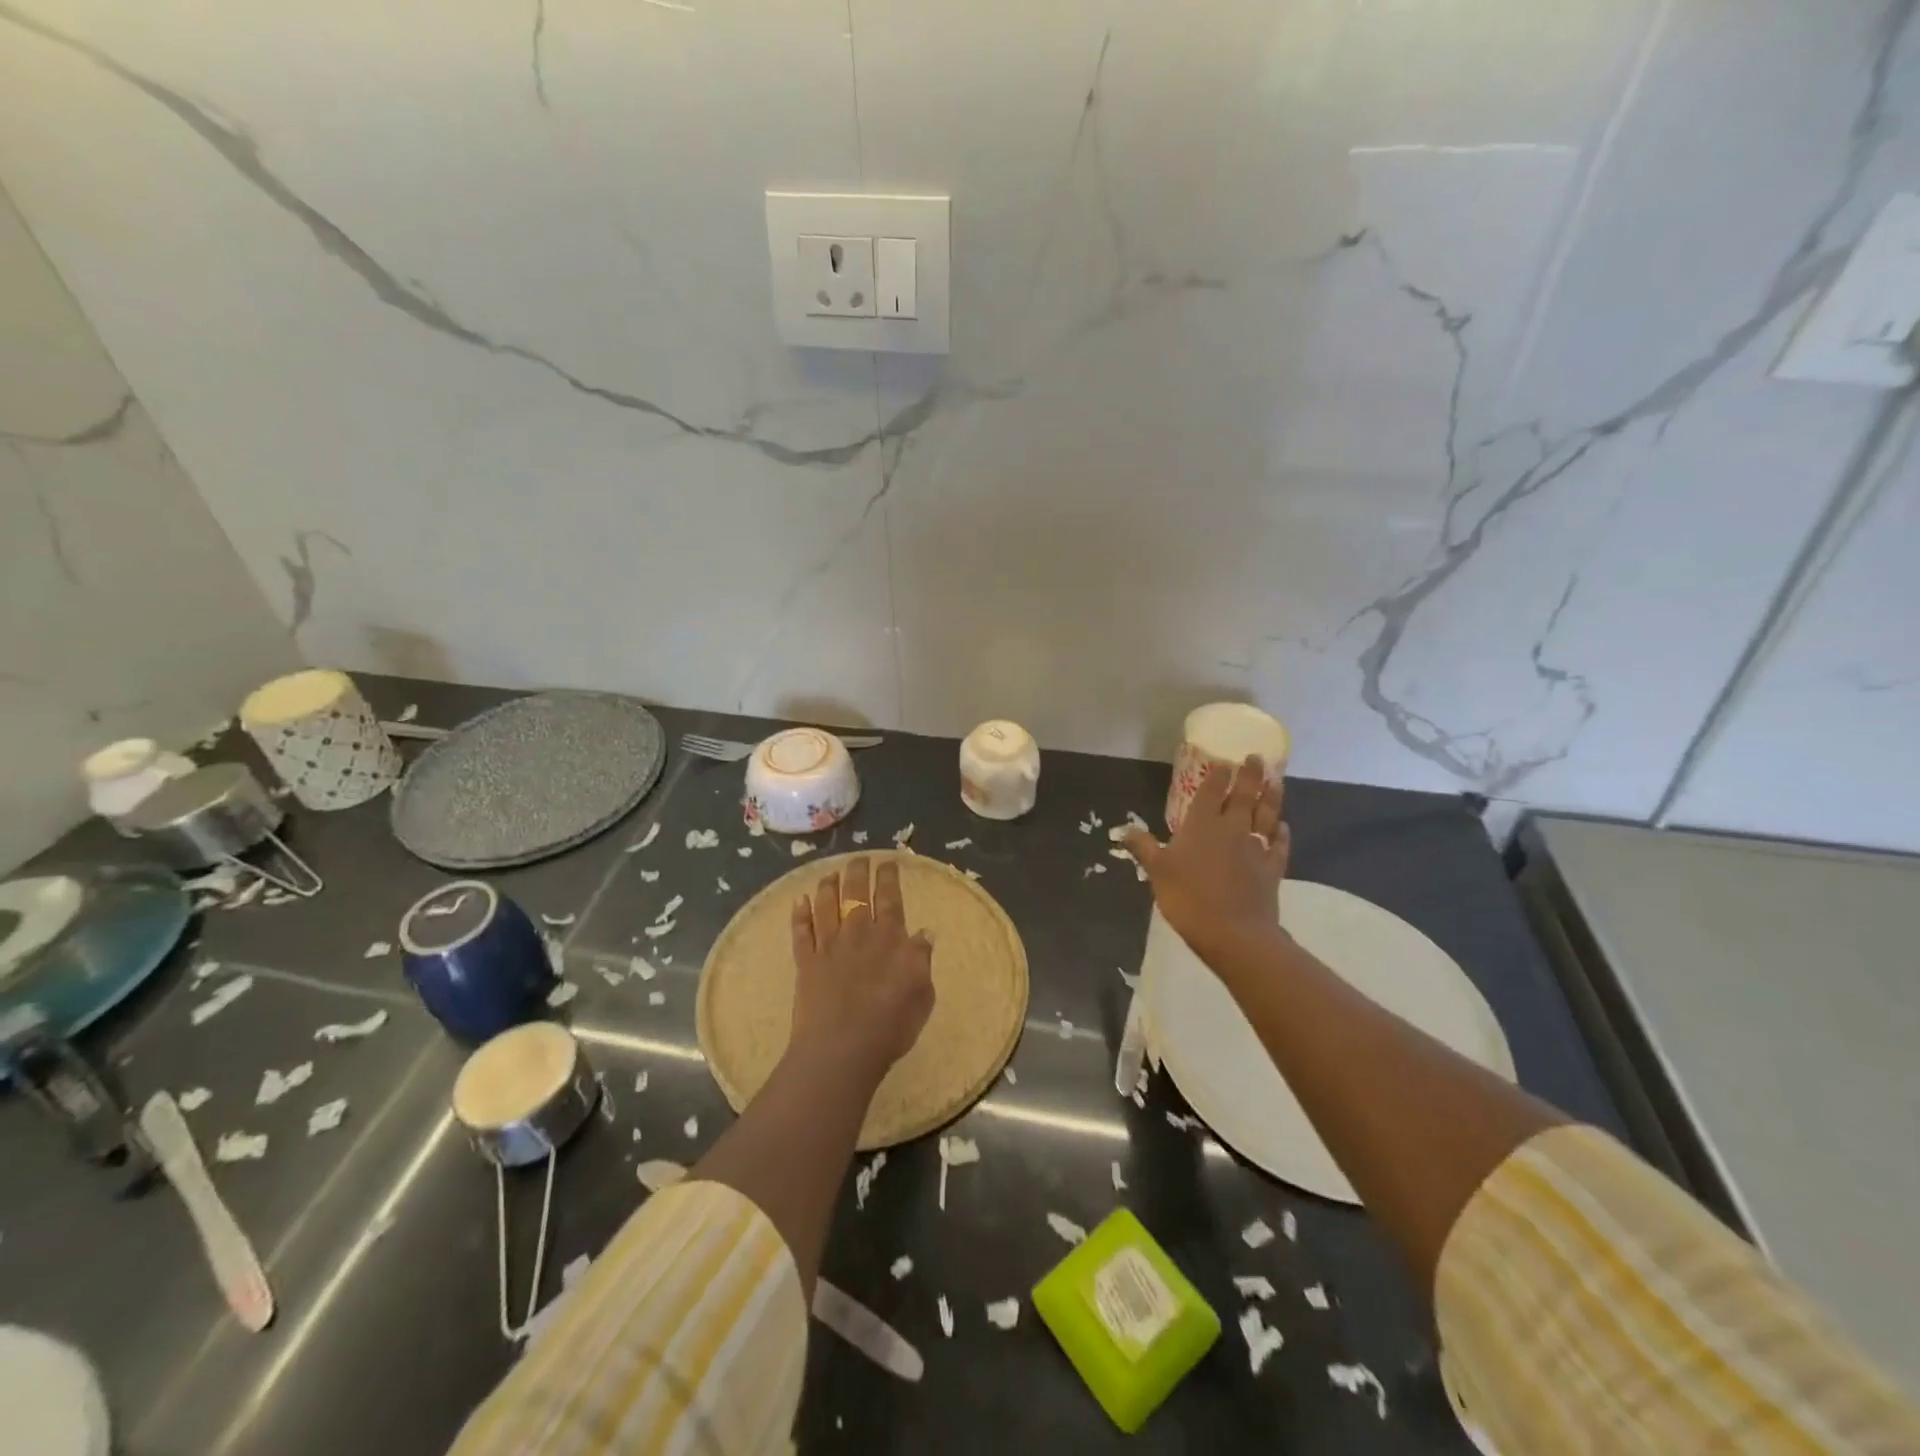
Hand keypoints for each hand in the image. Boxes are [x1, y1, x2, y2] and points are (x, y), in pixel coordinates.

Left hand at [789, 857, 935, 1081]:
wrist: (843, 1047)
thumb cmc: (891, 1023)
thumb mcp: (922, 992)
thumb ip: (921, 958)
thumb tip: (925, 932)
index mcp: (889, 937)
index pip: (889, 897)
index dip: (888, 877)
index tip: (888, 861)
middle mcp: (857, 933)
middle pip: (855, 893)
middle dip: (858, 871)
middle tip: (860, 858)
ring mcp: (828, 946)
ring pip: (825, 906)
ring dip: (827, 886)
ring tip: (830, 874)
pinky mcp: (806, 963)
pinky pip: (801, 933)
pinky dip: (799, 915)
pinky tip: (798, 901)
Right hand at [1126, 756, 1290, 973]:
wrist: (1233, 933)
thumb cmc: (1188, 898)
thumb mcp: (1157, 872)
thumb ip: (1143, 848)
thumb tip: (1125, 829)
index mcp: (1201, 826)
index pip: (1211, 792)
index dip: (1218, 776)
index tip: (1225, 762)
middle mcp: (1231, 829)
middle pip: (1244, 796)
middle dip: (1250, 775)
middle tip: (1256, 758)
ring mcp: (1256, 848)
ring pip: (1266, 815)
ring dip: (1272, 797)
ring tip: (1276, 781)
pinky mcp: (1272, 869)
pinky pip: (1280, 845)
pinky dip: (1282, 834)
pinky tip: (1283, 827)